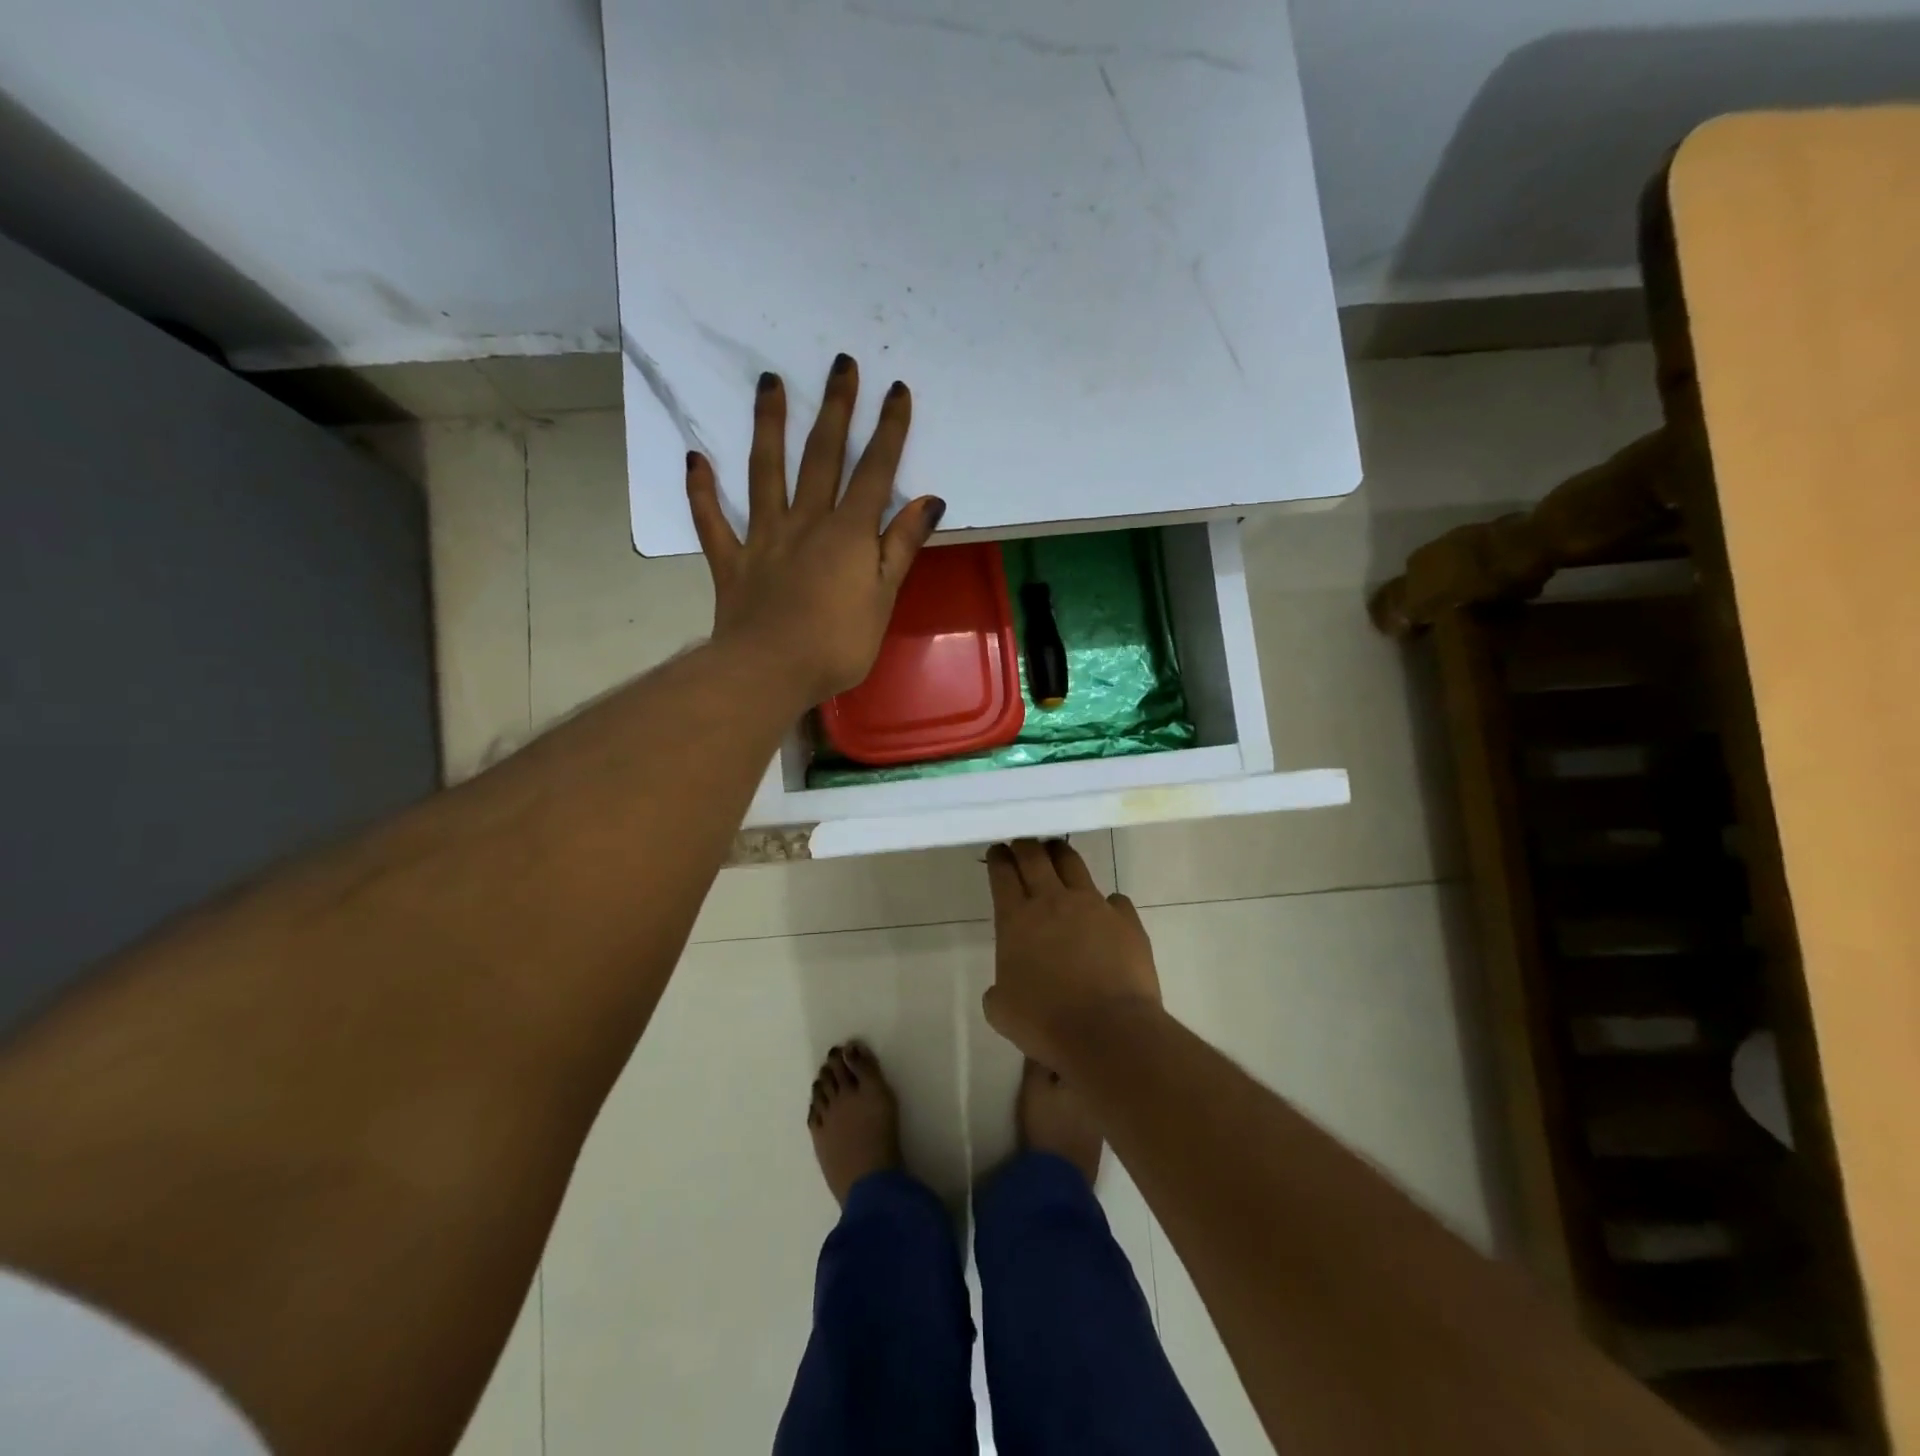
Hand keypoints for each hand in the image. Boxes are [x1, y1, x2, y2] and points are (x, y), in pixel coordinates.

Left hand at [686, 353, 945, 706]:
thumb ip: (902, 546)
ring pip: (765, 472)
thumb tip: (929, 500)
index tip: (895, 390)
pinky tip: (695, 459)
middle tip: (841, 364)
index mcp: (848, 533)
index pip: (874, 472)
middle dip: (836, 409)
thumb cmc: (838, 643)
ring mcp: (764, 537)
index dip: (888, 430)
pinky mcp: (732, 560)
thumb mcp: (884, 597)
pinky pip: (712, 521)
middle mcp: (806, 521)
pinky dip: (702, 491)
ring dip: (768, 425)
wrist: (771, 671)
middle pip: (822, 457)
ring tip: (769, 383)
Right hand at [984, 839, 1162, 1068]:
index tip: (997, 850)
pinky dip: (1105, 901)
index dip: (998, 858)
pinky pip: (1114, 899)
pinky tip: (1105, 909)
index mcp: (1016, 919)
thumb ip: (1000, 988)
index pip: (1003, 874)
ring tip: (1056, 851)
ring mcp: (1093, 905)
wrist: (1108, 1031)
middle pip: (1035, 857)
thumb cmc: (1046, 1022)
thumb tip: (1006, 985)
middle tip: (1022, 843)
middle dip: (1025, 845)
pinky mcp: (1126, 919)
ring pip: (1073, 864)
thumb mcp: (1002, 1011)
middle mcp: (1053, 902)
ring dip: (1060, 854)